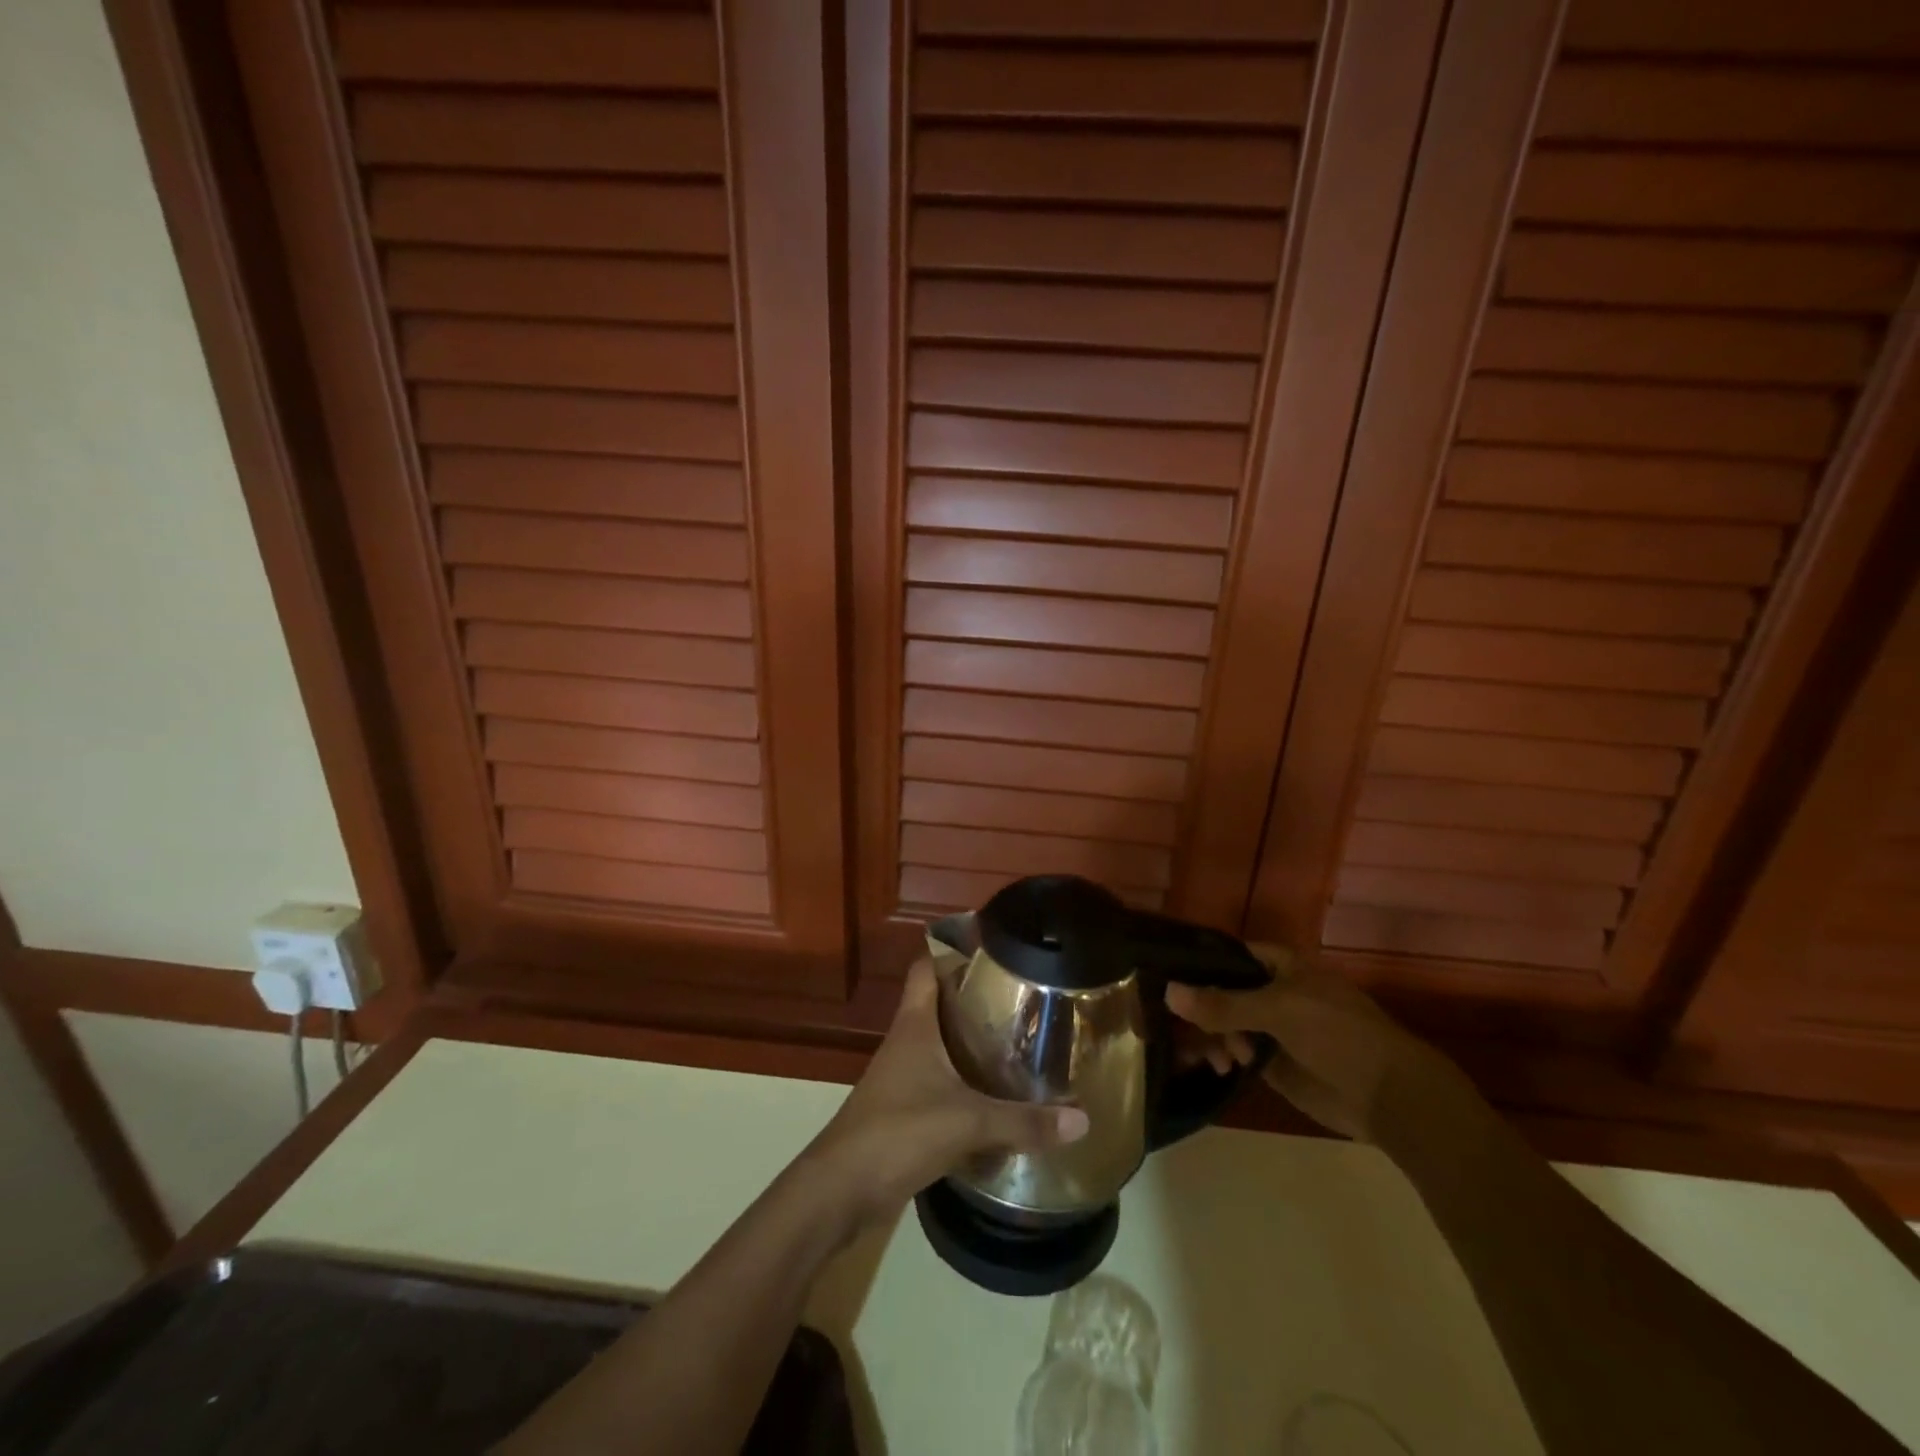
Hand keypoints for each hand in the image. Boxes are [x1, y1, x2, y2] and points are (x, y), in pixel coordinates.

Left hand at [800, 957, 1088, 1232]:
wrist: (841, 1189)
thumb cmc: (899, 1132)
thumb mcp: (968, 1122)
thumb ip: (1023, 1121)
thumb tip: (1082, 1119)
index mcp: (914, 1025)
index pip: (927, 968)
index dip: (953, 951)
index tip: (992, 948)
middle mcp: (906, 1041)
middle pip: (939, 1003)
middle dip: (975, 998)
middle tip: (1021, 995)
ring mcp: (902, 1076)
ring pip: (940, 1044)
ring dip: (971, 1041)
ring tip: (1017, 1038)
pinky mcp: (904, 1109)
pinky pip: (940, 1081)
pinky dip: (964, 1080)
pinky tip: (994, 1091)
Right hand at [1166, 944, 1443, 1141]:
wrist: (1389, 1096)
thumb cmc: (1338, 1034)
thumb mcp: (1278, 1010)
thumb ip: (1223, 1003)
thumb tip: (1168, 992)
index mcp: (1278, 965)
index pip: (1226, 955)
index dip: (1195, 965)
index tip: (1160, 979)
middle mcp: (1270, 991)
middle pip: (1219, 992)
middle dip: (1198, 1009)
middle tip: (1178, 1029)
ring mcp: (1270, 1027)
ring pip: (1222, 1023)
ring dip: (1210, 1037)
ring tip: (1217, 1059)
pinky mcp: (1271, 1061)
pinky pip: (1234, 1052)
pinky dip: (1220, 1056)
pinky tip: (1217, 1067)